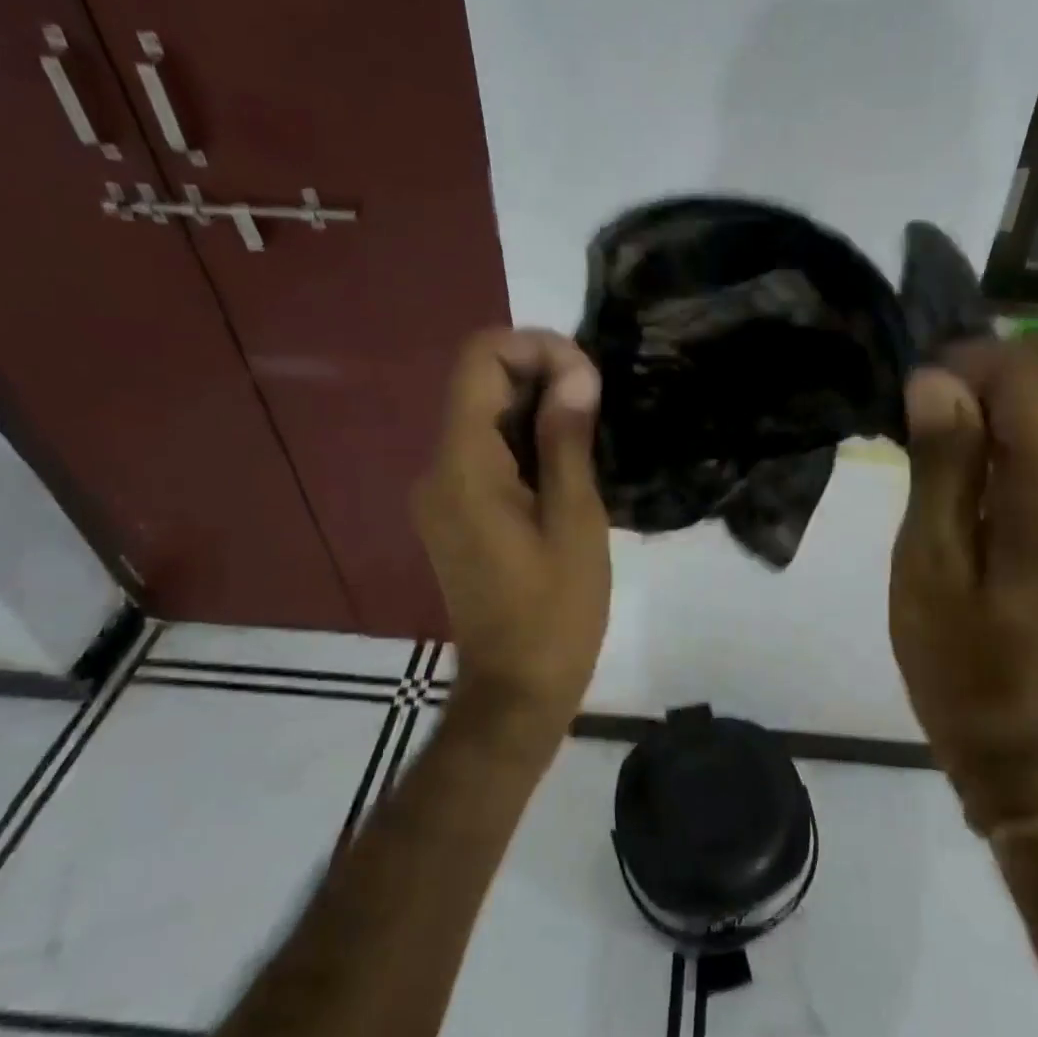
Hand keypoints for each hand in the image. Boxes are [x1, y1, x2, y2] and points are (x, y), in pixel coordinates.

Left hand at [413, 329, 610, 759]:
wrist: (516, 690)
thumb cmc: (556, 611)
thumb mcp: (575, 520)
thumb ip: (568, 439)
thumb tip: (576, 373)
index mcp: (463, 466)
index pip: (479, 360)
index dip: (535, 347)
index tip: (586, 375)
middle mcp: (437, 469)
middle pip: (480, 384)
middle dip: (541, 376)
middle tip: (600, 403)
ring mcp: (441, 493)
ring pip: (485, 417)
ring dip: (537, 409)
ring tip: (593, 433)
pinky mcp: (453, 513)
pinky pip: (487, 453)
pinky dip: (525, 441)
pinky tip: (568, 464)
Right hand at [890, 334, 1037, 829]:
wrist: (1002, 712)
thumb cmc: (952, 646)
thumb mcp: (928, 558)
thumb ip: (940, 464)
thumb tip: (935, 379)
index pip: (1028, 372)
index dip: (964, 364)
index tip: (910, 398)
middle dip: (979, 368)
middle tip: (919, 411)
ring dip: (989, 391)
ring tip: (932, 433)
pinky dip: (1003, 417)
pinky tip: (960, 456)